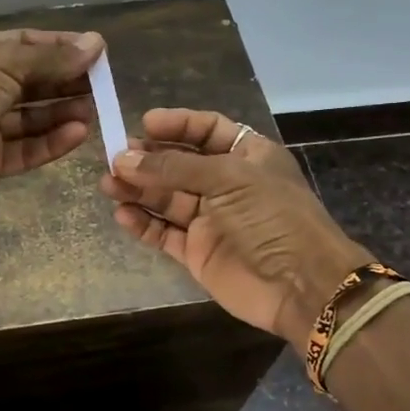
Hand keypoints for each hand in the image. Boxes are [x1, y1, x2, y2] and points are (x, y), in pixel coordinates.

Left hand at [0, 28, 104, 209]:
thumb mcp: (7, 63)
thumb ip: (53, 58)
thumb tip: (96, 44)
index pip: (26, 46)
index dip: (60, 47)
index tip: (95, 52)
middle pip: (32, 83)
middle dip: (66, 82)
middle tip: (102, 85)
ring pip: (32, 118)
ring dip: (63, 112)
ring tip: (95, 110)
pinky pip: (27, 149)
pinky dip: (52, 141)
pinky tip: (79, 133)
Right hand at [99, 108, 373, 353]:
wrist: (301, 285)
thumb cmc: (272, 217)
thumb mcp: (228, 178)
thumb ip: (174, 168)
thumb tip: (124, 159)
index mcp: (247, 156)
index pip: (207, 130)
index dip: (176, 125)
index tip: (144, 125)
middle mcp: (227, 184)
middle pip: (179, 164)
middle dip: (148, 159)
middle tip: (116, 159)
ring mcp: (210, 219)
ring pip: (166, 198)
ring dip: (138, 189)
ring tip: (109, 183)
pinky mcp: (197, 252)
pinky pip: (164, 232)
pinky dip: (143, 223)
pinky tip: (122, 214)